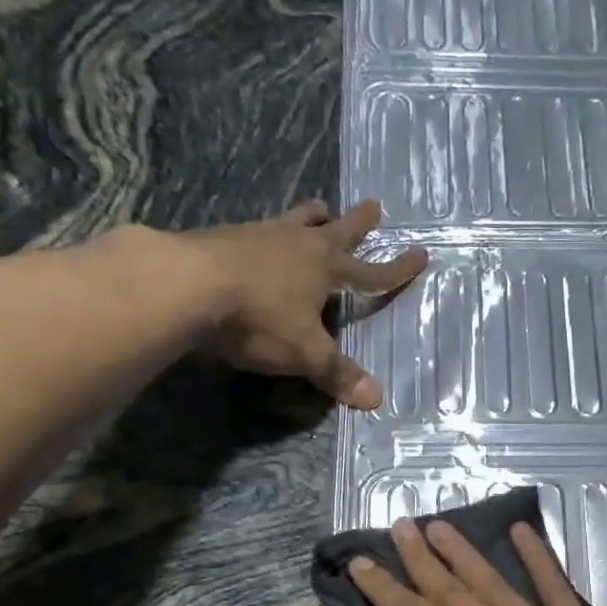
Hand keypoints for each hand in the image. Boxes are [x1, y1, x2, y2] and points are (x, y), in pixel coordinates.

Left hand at [99, 199, 425, 407]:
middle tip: (374, 206)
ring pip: (294, 222)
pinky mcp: (224, 237)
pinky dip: (269, 233)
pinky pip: (258, 231)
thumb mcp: (304, 352)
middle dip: (358, 223)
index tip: (421, 254)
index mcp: (325, 268)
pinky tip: (260, 237)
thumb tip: (376, 399)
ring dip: (311, 217)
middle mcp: (297, 244)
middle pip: (336, 231)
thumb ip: (337, 373)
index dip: (397, 270)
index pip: (371, 272)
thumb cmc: (258, 317)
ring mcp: (259, 236)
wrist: (185, 284)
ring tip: (319, 207)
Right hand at [347, 518, 606, 605]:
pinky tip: (521, 530)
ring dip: (463, 551)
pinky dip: (536, 554)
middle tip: (399, 525)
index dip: (384, 590)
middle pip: (450, 591)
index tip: (361, 562)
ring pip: (493, 581)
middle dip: (419, 558)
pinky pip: (554, 583)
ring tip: (439, 524)